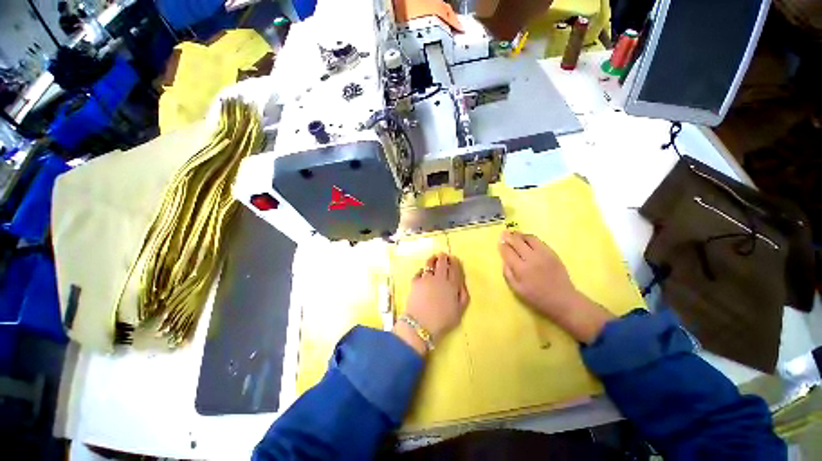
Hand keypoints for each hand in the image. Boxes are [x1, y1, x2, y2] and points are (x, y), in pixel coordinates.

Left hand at [394, 253, 469, 354]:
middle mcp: (440, 278)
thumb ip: (463, 296)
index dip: (455, 262)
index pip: (455, 269)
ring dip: (432, 259)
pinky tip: (422, 272)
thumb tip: (462, 284)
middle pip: (442, 263)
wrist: (421, 324)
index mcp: (452, 285)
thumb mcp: (459, 312)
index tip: (454, 258)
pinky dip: (422, 271)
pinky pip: (419, 272)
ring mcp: (426, 278)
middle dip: (444, 257)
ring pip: (430, 264)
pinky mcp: (415, 281)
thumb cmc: (442, 320)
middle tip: (443, 256)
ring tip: (433, 258)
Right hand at [499, 230, 613, 343]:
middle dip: (509, 237)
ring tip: (514, 234)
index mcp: (521, 269)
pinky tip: (526, 239)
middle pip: (517, 242)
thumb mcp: (517, 289)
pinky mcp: (552, 253)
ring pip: (529, 238)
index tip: (499, 242)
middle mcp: (532, 258)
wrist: (562, 300)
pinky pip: (539, 241)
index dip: (502, 246)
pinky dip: (530, 238)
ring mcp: (544, 254)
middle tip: (504, 233)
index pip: (508, 252)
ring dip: (520, 235)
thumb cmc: (536, 297)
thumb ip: (508, 273)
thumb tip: (504, 260)